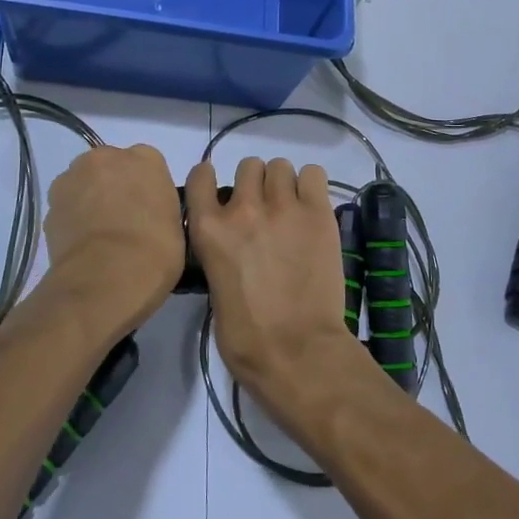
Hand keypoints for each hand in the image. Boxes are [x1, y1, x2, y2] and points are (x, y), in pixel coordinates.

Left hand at [40, 144, 183, 339]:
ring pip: (83, 184)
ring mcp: (73, 178)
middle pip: (110, 166)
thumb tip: (145, 215)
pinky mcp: (50, 205)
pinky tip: (83, 246)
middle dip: (114, 186)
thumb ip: (159, 207)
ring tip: (99, 236)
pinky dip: (72, 221)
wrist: (107, 278)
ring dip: (89, 200)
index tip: (148, 211)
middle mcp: (107, 157)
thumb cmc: (155, 250)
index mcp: (146, 157)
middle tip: (124, 221)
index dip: (146, 188)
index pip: (147, 164)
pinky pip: (66, 208)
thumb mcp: (176, 224)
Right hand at [186, 157, 360, 422]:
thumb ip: (221, 253)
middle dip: (255, 184)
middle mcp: (244, 209)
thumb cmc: (248, 339)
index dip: (210, 180)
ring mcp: (283, 207)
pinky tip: (311, 208)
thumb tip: (234, 245)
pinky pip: (313, 174)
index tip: (219, 192)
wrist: (298, 352)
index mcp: (209, 230)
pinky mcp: (318, 213)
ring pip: (280, 166)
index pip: (201, 176)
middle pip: (249, 166)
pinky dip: (311, 186)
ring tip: (291, 209)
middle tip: (265, 210)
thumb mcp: (215, 290)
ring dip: (283, 184)